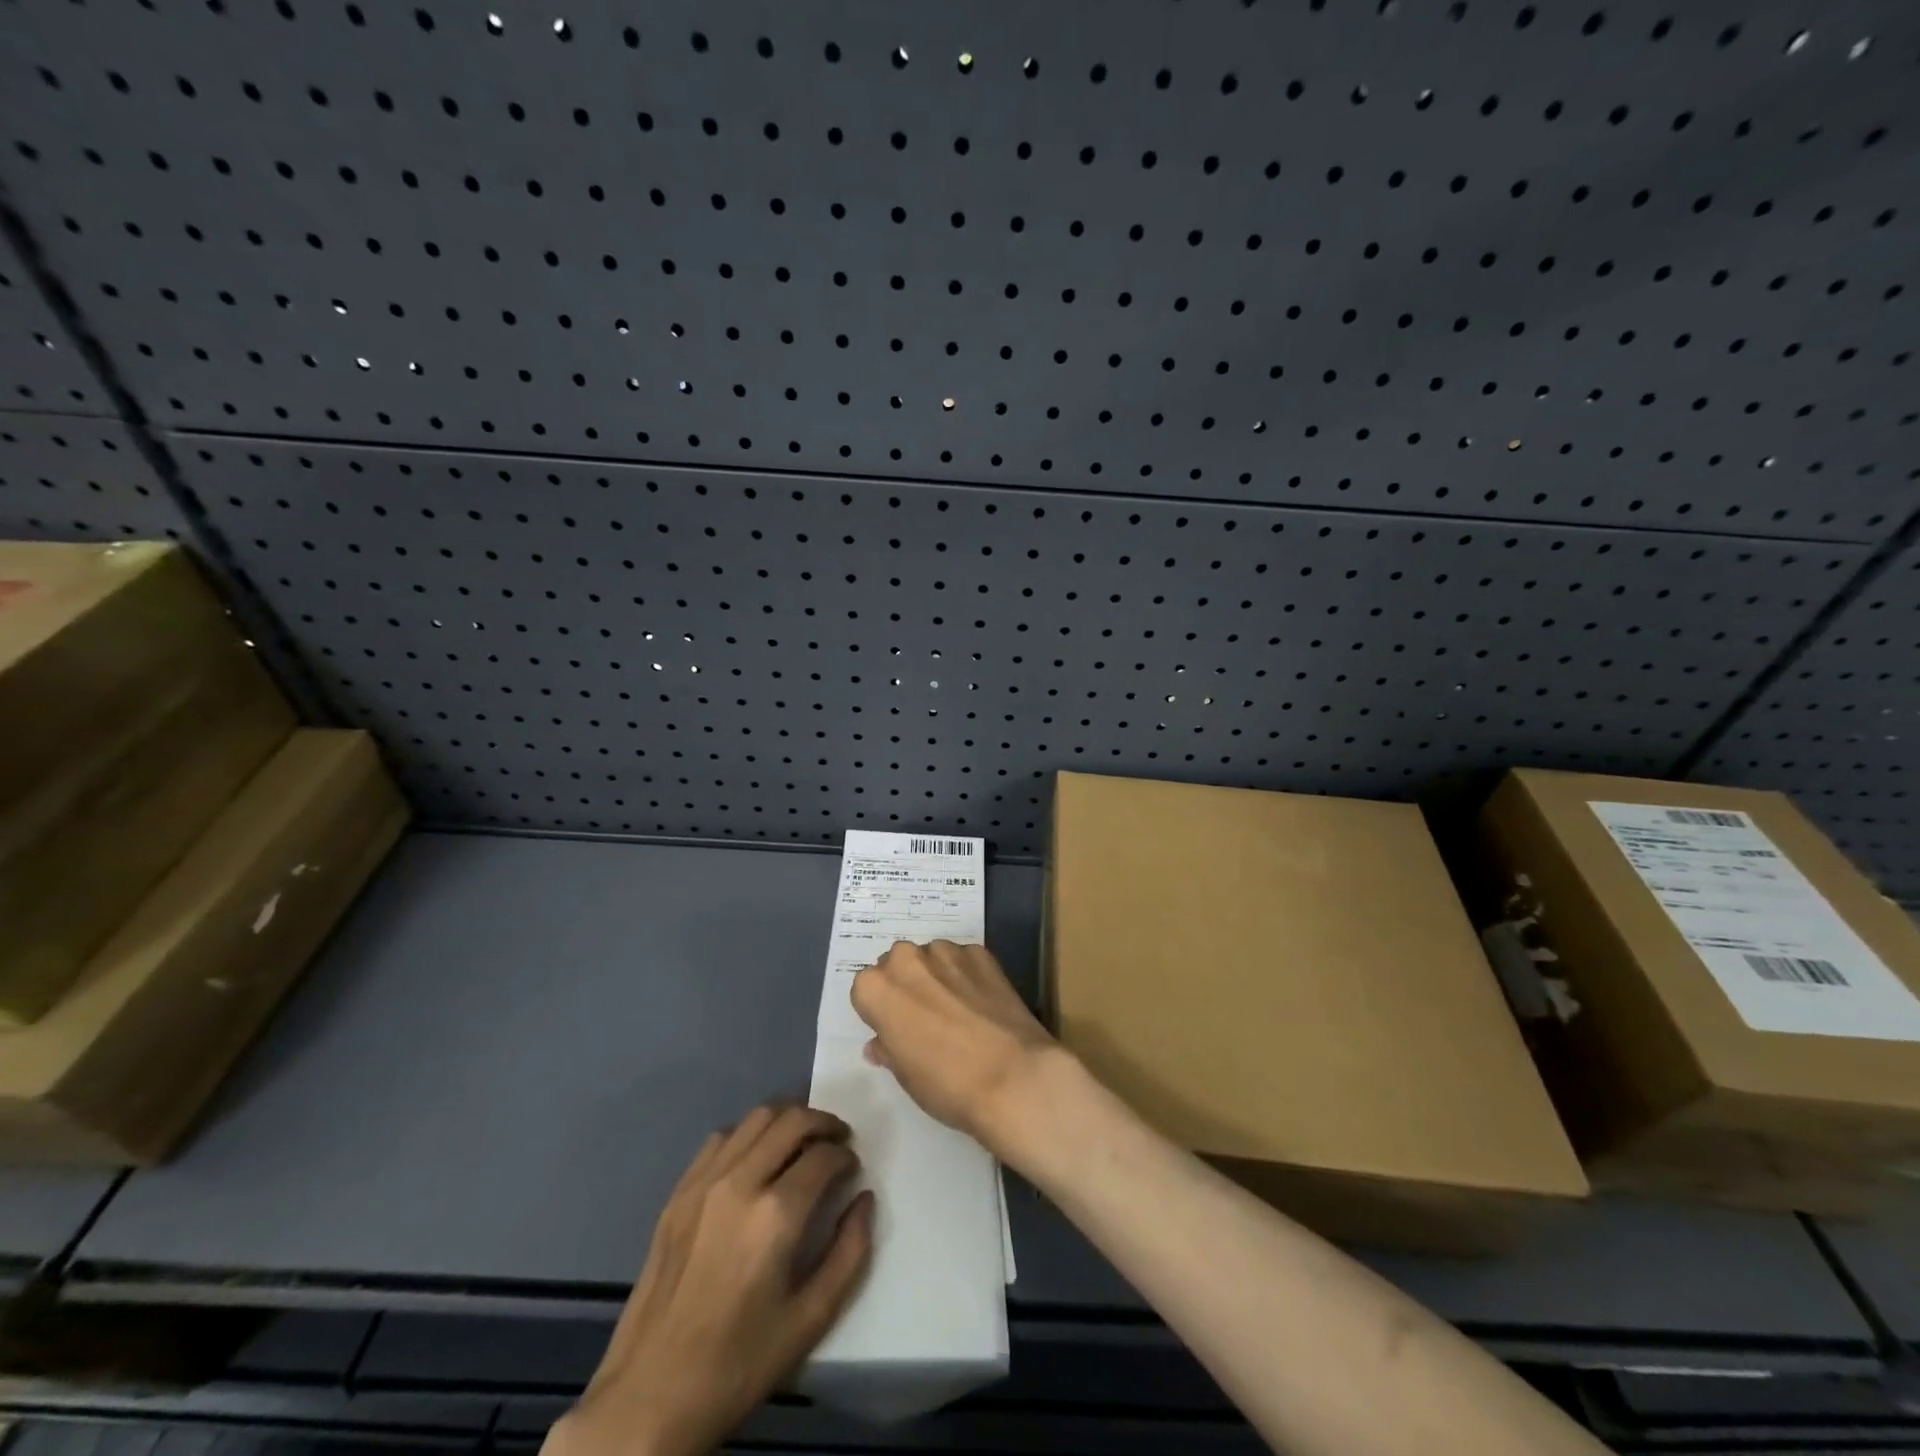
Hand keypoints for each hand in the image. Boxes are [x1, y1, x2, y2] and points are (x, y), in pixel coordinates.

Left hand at [547, 1105, 873, 1455]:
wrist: (650, 1397)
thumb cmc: (738, 1364)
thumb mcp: (810, 1320)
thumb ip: (850, 1252)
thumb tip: (864, 1199)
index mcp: (776, 1215)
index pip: (824, 1156)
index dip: (846, 1156)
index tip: (852, 1170)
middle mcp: (740, 1183)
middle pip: (792, 1120)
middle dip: (824, 1123)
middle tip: (838, 1141)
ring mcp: (704, 1183)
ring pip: (756, 1117)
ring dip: (788, 1119)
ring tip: (802, 1141)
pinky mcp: (678, 1192)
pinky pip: (721, 1137)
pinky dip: (749, 1133)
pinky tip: (757, 1158)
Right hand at [850, 939, 1062, 1154]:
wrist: (1012, 1076)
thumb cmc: (945, 1083)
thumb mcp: (904, 1075)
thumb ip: (888, 1048)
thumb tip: (880, 1042)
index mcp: (876, 988)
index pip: (866, 990)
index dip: (881, 1011)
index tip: (897, 1030)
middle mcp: (906, 958)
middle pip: (898, 964)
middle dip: (907, 984)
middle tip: (925, 1017)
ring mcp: (946, 951)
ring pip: (931, 958)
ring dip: (937, 975)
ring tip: (958, 1010)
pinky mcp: (981, 952)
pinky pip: (964, 960)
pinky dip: (967, 975)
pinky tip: (982, 1003)